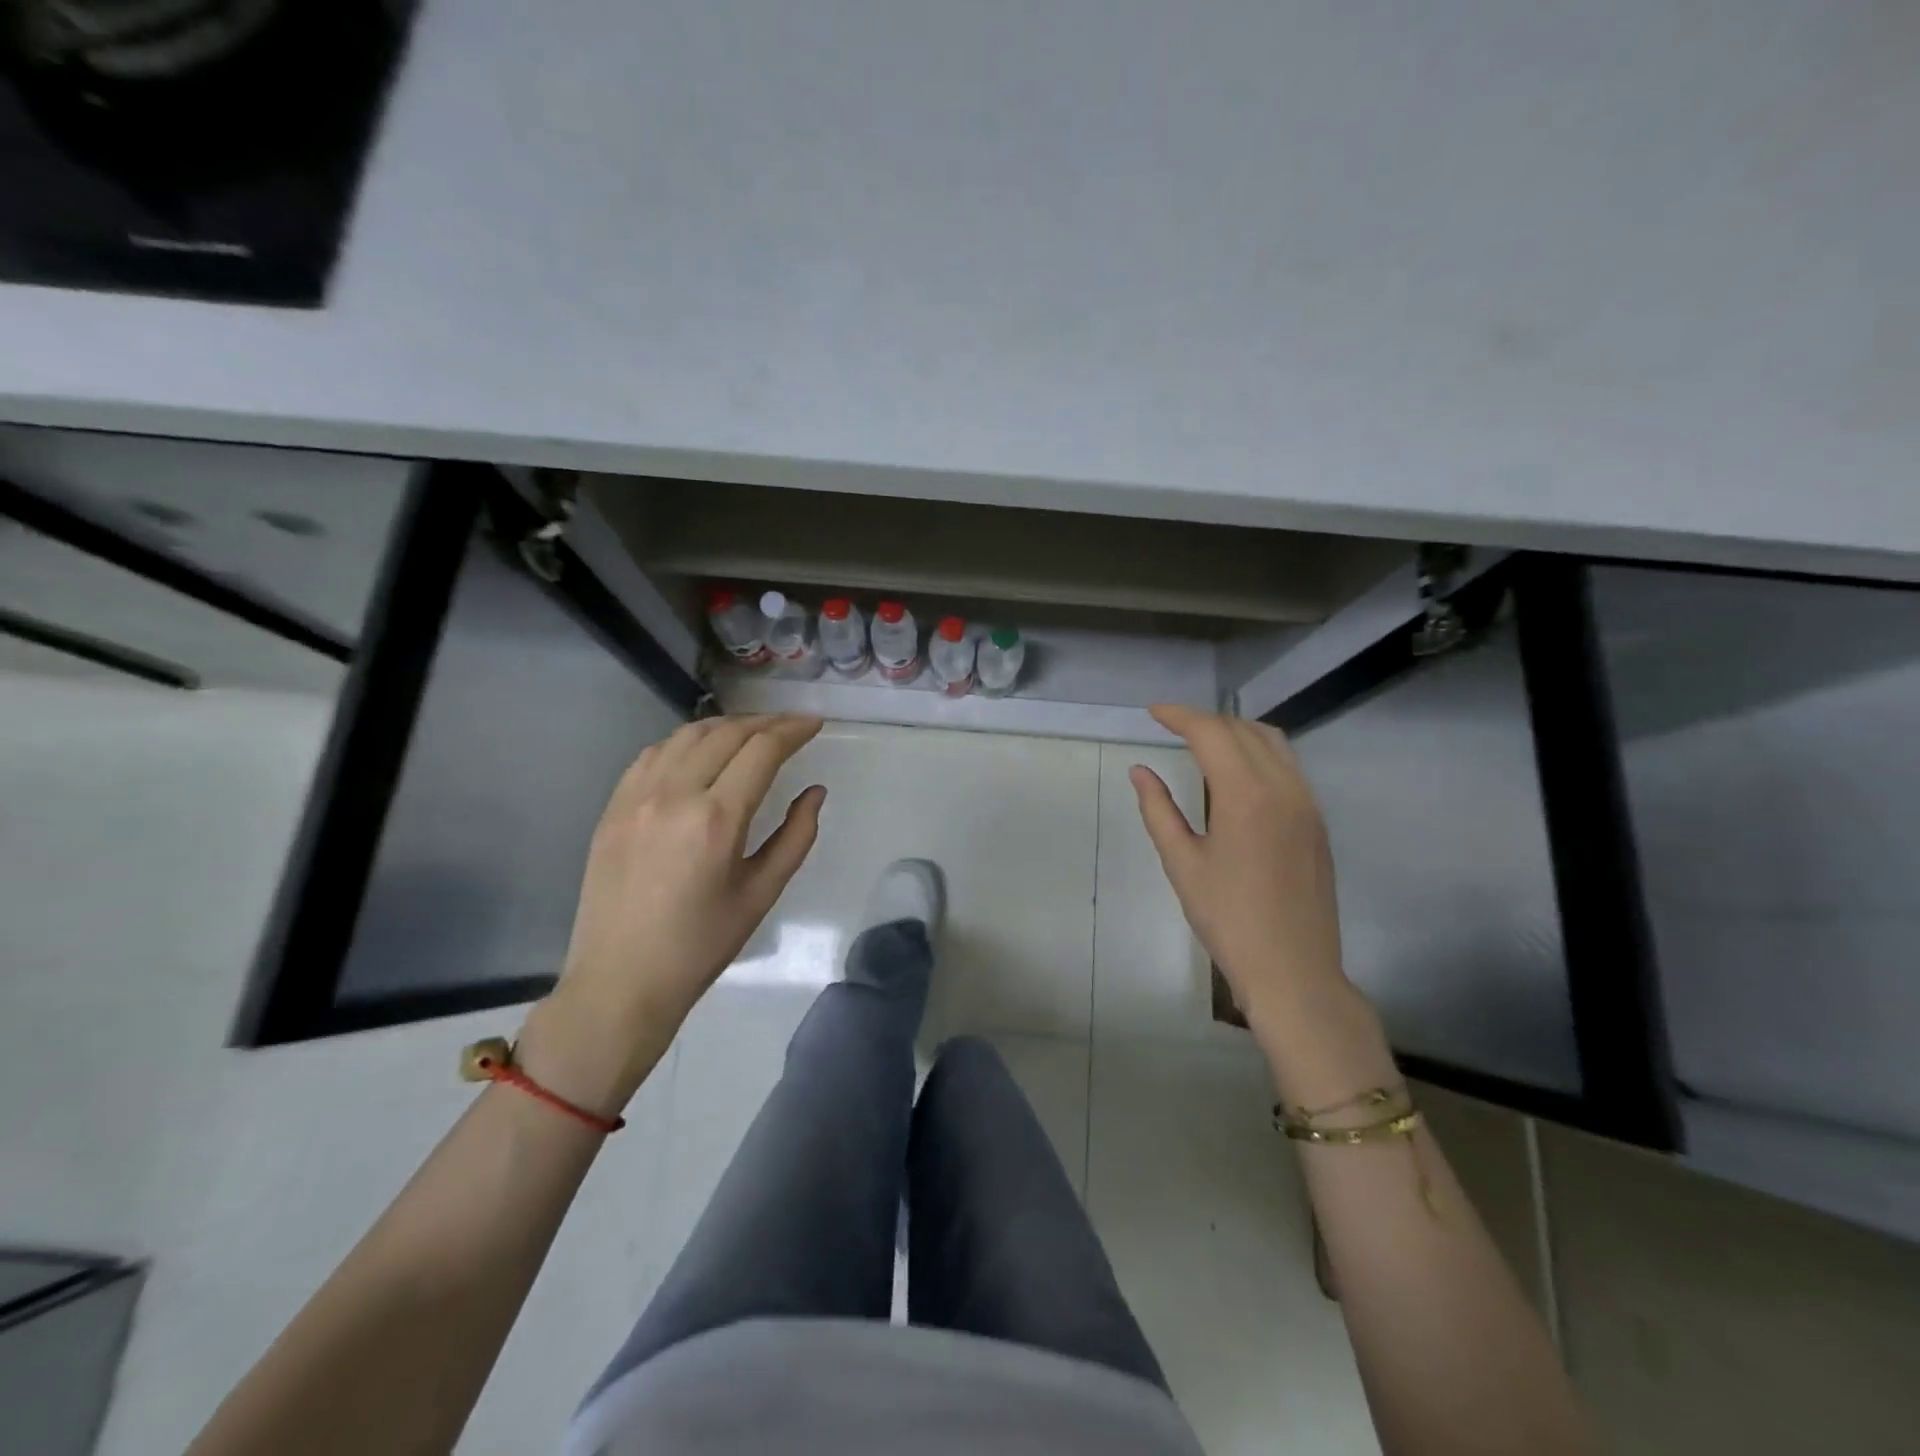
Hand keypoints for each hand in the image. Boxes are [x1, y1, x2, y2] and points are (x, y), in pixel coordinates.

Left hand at [519, 715, 825, 1114]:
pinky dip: (685, 742)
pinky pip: (652, 754)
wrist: (620, 981)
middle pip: (725, 733)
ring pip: (686, 735)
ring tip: (750, 734)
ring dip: (725, 726)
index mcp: (716, 819)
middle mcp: (674, 795)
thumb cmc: (701, 945)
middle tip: (790, 727)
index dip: (793, 730)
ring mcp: (636, 797)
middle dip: (764, 723)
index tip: (814, 724)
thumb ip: (796, 836)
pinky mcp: (613, 807)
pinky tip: (700, 752)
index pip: (761, 750)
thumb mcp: (762, 893)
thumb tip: (815, 792)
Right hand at [1130, 705, 1352, 1045]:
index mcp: (1246, 796)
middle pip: (1242, 730)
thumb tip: (1140, 771)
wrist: (1293, 969)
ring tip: (1202, 739)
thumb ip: (1159, 810)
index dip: (1179, 715)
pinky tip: (1237, 769)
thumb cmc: (1228, 919)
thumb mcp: (1182, 864)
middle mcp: (1284, 787)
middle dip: (1204, 720)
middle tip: (1170, 725)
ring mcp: (1307, 802)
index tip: (1152, 712)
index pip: (1212, 733)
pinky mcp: (1316, 819)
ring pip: (1272, 741)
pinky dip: (1258, 750)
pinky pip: (1288, 764)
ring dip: (1235, 730)